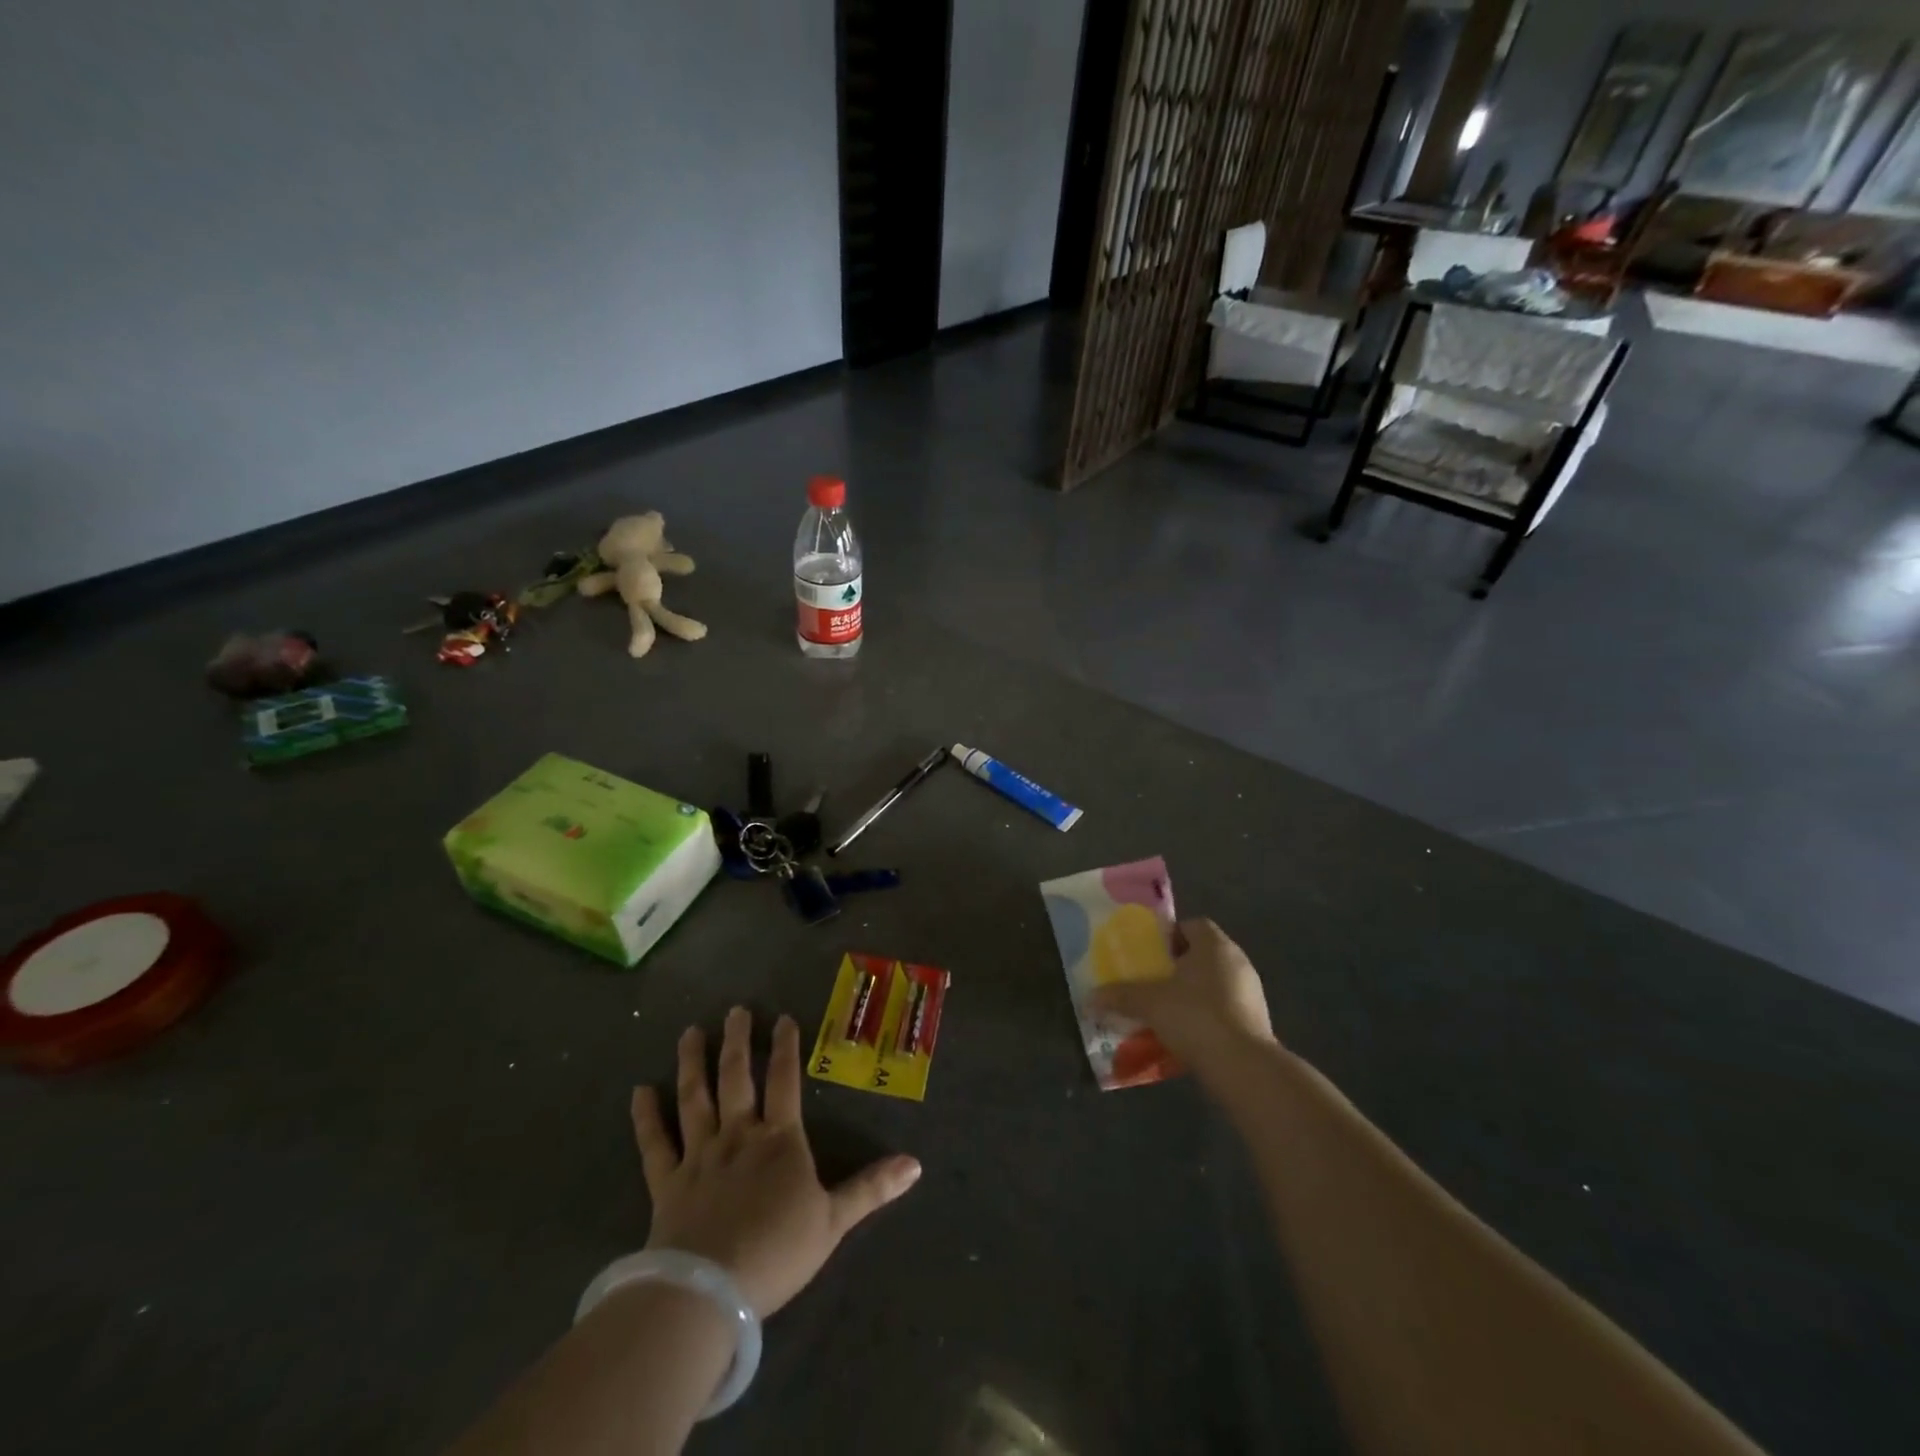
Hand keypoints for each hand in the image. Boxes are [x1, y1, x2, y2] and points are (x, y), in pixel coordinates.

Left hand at [630, 1007, 920, 1318]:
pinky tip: (640, 1091)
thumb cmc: (777, 1252)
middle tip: (735, 1010)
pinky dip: (646, 1117)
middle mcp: (738, 1136)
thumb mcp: (834, 1221)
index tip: (783, 1018)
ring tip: (691, 1032)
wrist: (709, 1291)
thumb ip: (871, 1188)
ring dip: (693, 1063)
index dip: (786, 1047)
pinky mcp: (667, 1183)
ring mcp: (699, 1156)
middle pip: (737, 1078)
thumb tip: (916, 1164)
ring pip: (695, 1099)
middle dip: (738, 1042)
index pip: (785, 1081)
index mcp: (779, 1140)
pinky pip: (655, 1144)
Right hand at [1092, 919, 1274, 1073]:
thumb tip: (1089, 998)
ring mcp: (1251, 993)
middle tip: (1151, 982)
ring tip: (1164, 1011)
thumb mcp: (1149, 1003)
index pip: (1192, 925)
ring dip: (1191, 994)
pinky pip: (1224, 1009)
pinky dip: (1206, 1017)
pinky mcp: (1257, 1022)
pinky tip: (1185, 1035)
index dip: (1169, 936)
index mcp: (1215, 945)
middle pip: (1202, 955)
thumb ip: (1120, 996)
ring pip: (1213, 983)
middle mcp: (1237, 961)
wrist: (1244, 1068)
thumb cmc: (1195, 1017)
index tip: (1149, 954)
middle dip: (1176, 967)